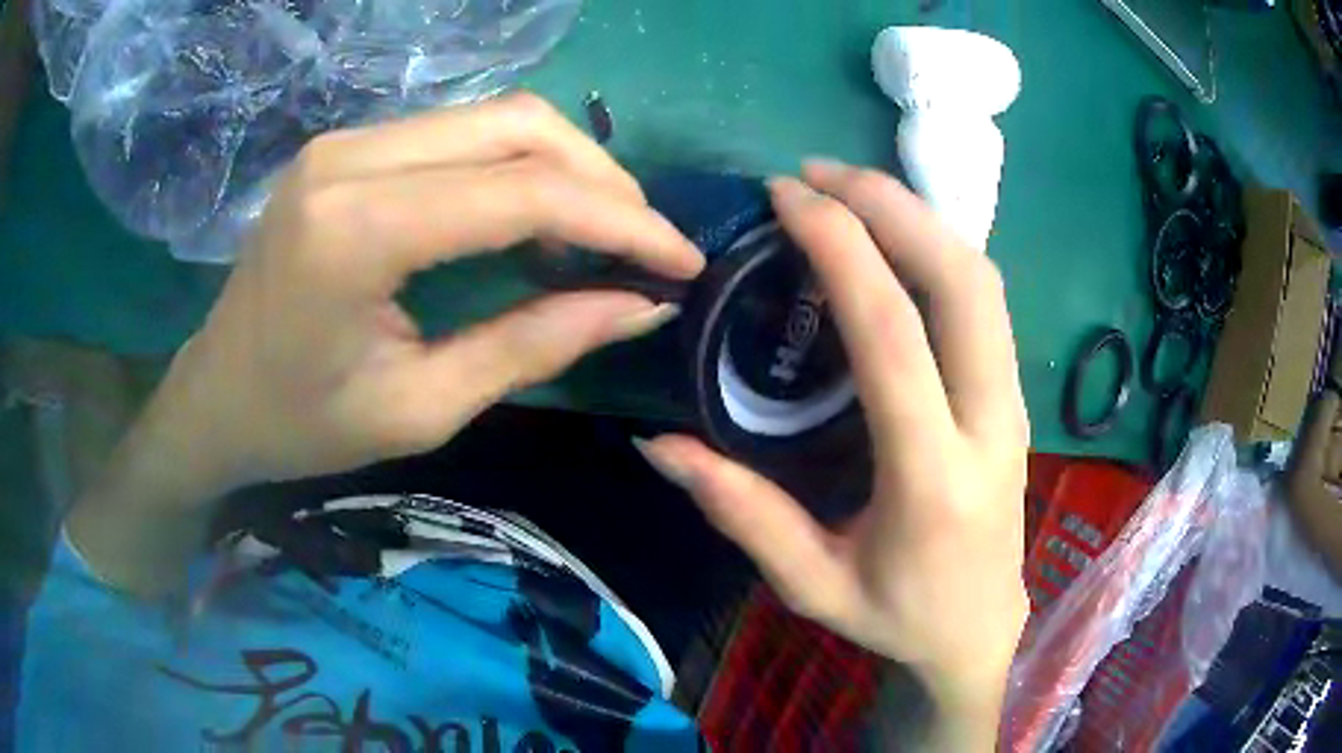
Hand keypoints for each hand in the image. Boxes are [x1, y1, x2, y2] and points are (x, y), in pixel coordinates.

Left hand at [148, 93, 703, 500]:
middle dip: (602, 180)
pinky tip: (536, 216)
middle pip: (516, 125)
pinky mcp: (349, 148)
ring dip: (565, 166)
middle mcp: (352, 157)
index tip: (680, 261)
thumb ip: (534, 345)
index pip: (521, 192)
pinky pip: (458, 134)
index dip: (619, 221)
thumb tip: (639, 304)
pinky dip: (516, 167)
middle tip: (645, 245)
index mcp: (356, 229)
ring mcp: (346, 142)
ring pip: (494, 117)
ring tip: (601, 233)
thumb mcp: (422, 407)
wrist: (216, 397)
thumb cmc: (302, 425)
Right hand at [636, 161, 1027, 745]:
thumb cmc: (898, 617)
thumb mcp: (812, 584)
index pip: (895, 336)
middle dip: (893, 206)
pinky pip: (986, 301)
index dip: (843, 250)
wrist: (980, 630)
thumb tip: (657, 444)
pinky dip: (938, 249)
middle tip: (818, 175)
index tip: (788, 198)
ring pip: (984, 281)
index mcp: (932, 478)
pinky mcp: (1013, 396)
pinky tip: (893, 237)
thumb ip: (741, 513)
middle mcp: (989, 424)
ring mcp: (1012, 404)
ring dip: (919, 218)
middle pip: (962, 282)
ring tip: (850, 190)